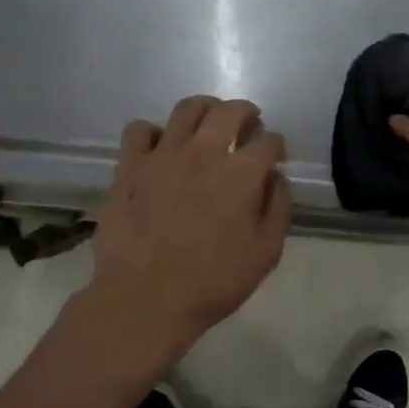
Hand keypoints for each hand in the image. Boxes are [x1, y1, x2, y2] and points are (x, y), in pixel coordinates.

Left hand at [90, 96, 292, 357]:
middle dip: (246, 113)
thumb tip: (277, 177)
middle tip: (248, 126)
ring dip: (205, 110)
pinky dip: (154, 133)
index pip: (269, 140)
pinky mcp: (130, 166)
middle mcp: (204, 153)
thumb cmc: (212, 282)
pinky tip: (160, 149)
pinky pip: (140, 129)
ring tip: (207, 124)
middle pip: (230, 110)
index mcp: (241, 174)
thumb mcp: (265, 253)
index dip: (276, 146)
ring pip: (187, 108)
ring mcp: (163, 155)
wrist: (145, 299)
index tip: (275, 158)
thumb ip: (279, 208)